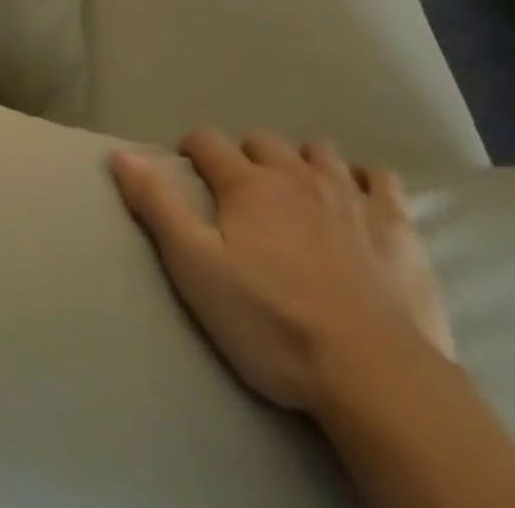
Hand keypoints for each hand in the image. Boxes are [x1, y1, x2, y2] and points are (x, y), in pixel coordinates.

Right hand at [111, 130, 452, 412]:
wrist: (374, 373)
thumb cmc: (274, 325)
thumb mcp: (198, 271)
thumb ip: (158, 208)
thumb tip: (120, 153)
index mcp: (247, 184)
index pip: (208, 141)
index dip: (193, 147)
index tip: (188, 164)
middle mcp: (295, 174)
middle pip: (263, 142)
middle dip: (246, 156)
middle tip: (242, 191)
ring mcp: (349, 193)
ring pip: (319, 152)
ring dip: (303, 162)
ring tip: (299, 192)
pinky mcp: (394, 222)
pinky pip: (379, 178)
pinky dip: (364, 180)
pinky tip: (360, 199)